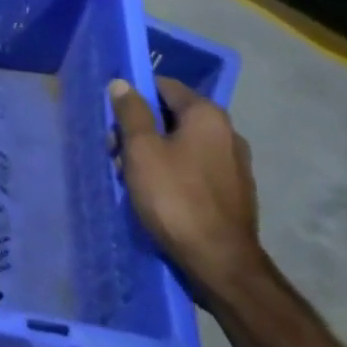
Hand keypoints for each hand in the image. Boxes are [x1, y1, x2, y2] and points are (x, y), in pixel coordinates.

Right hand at [110, 76, 264, 304]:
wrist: (220, 263)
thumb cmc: (175, 198)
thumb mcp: (142, 150)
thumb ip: (131, 112)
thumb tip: (123, 83)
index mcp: (207, 115)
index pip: (165, 86)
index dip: (134, 95)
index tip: (112, 117)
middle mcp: (227, 132)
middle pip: (172, 116)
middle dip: (140, 129)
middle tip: (114, 151)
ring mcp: (234, 164)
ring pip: (182, 144)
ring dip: (153, 153)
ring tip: (129, 177)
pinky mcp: (234, 192)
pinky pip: (195, 168)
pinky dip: (173, 172)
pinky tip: (156, 194)